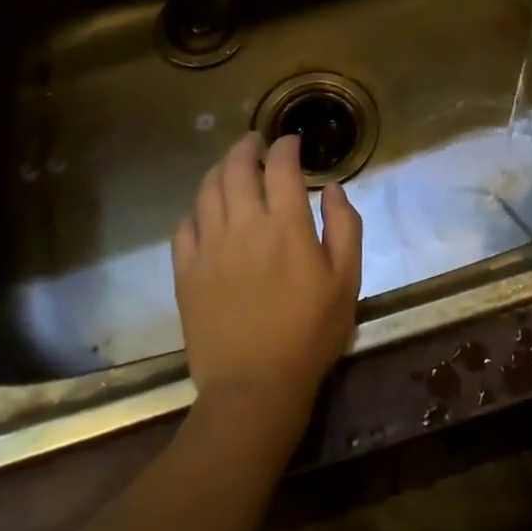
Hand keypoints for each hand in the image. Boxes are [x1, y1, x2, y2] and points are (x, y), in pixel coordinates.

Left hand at [173, 133, 363, 424]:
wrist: (255, 388)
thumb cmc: (310, 333)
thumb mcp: (346, 280)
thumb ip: (345, 225)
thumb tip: (332, 187)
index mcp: (286, 224)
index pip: (281, 166)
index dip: (286, 146)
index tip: (292, 143)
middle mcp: (243, 224)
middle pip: (237, 167)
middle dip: (247, 146)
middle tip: (256, 143)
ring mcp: (209, 247)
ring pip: (208, 189)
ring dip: (220, 168)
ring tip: (231, 165)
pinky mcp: (186, 271)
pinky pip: (185, 224)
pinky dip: (197, 207)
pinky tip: (207, 209)